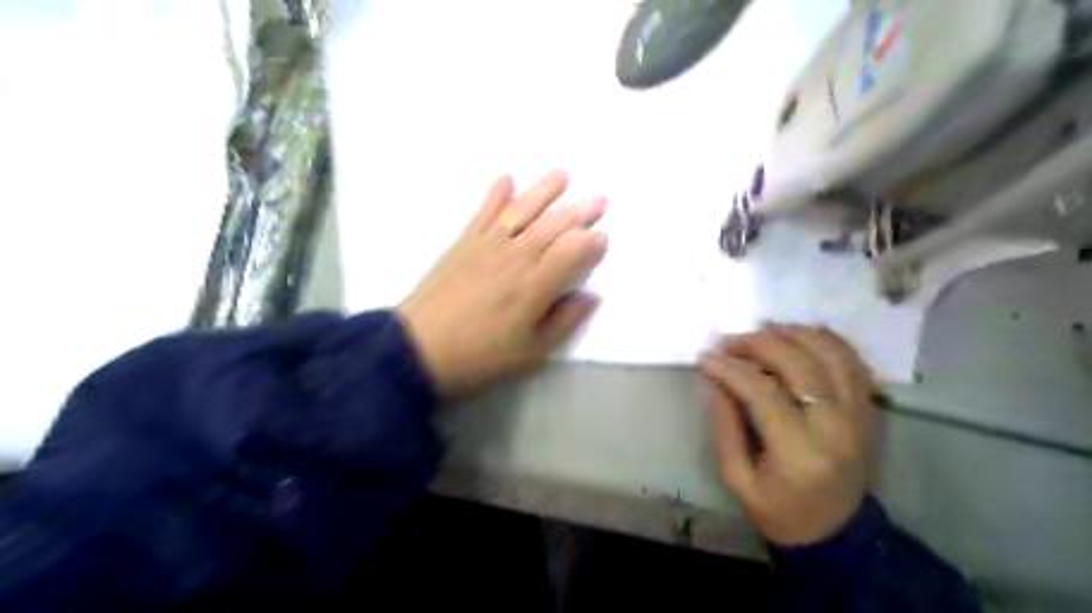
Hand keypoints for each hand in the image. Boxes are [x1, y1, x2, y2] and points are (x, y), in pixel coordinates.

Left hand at [399, 173, 610, 400]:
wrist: (418, 351)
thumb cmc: (480, 357)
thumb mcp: (531, 353)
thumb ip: (564, 321)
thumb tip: (592, 295)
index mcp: (535, 285)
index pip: (571, 252)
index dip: (591, 243)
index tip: (604, 237)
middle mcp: (514, 257)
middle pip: (552, 226)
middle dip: (579, 211)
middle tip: (600, 198)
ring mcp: (486, 246)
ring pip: (521, 211)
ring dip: (543, 191)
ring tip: (562, 174)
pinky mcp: (462, 243)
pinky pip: (482, 212)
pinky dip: (495, 194)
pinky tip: (506, 178)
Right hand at [699, 322, 877, 548]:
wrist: (837, 534)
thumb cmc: (779, 510)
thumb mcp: (737, 478)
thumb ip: (726, 426)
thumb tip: (718, 380)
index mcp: (798, 453)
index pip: (763, 392)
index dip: (731, 369)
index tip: (706, 358)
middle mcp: (835, 428)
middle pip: (800, 365)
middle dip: (759, 344)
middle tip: (731, 341)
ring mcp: (859, 416)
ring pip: (832, 356)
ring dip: (796, 334)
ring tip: (765, 328)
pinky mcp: (868, 412)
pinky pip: (854, 363)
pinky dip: (829, 341)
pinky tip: (802, 333)